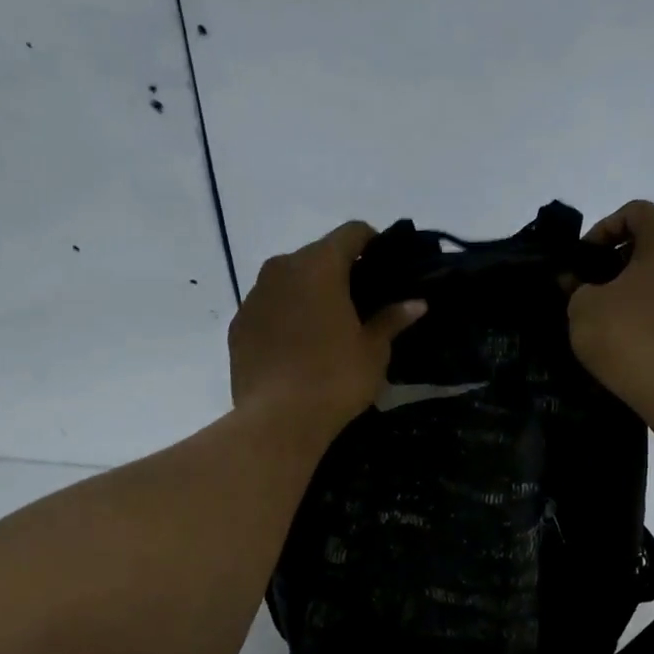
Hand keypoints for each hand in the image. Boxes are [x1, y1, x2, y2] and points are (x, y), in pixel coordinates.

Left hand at [229, 222, 424, 439]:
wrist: (277, 420)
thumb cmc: (335, 378)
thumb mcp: (373, 350)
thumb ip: (392, 319)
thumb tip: (416, 303)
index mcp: (319, 266)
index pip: (351, 232)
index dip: (372, 242)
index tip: (385, 264)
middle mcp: (281, 269)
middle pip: (316, 254)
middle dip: (339, 270)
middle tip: (360, 301)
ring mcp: (254, 296)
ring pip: (288, 280)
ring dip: (308, 293)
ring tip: (327, 326)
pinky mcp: (238, 325)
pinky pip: (268, 308)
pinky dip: (285, 316)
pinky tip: (298, 347)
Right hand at [568, 200, 653, 415]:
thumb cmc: (629, 334)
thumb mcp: (583, 307)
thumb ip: (577, 287)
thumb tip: (576, 283)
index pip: (634, 213)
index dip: (601, 231)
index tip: (582, 262)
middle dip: (620, 260)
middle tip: (593, 287)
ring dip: (640, 286)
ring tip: (613, 314)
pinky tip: (637, 335)